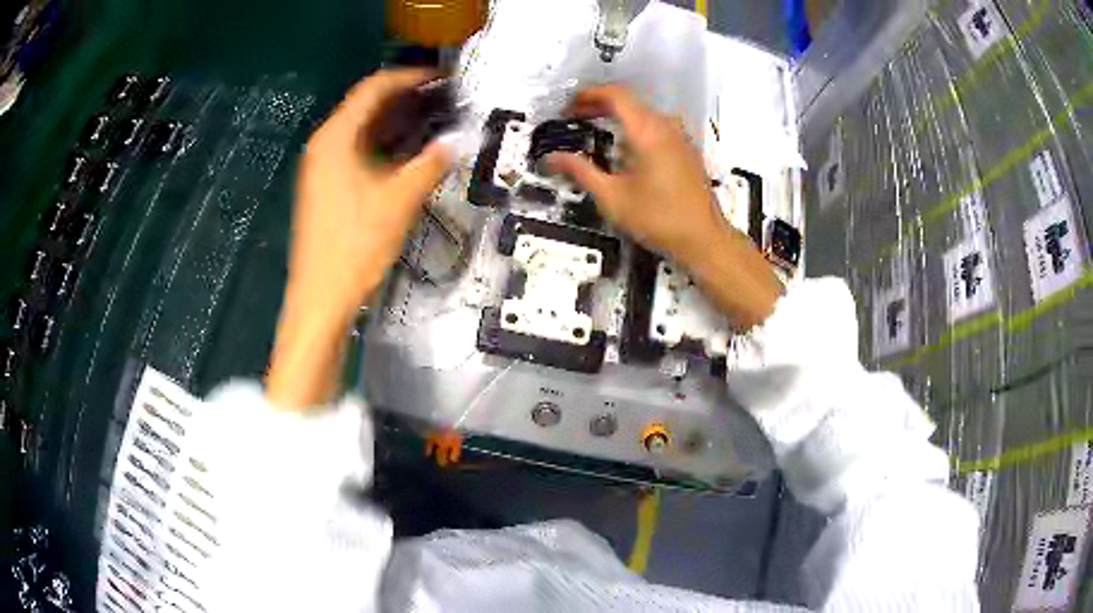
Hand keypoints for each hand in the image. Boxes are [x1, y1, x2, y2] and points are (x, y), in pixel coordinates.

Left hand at [267, 69, 452, 409]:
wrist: (321, 298)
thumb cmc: (355, 246)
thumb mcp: (399, 201)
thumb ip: (431, 164)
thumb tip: (460, 140)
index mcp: (335, 138)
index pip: (373, 88)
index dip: (409, 77)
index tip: (444, 78)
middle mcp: (324, 145)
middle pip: (366, 106)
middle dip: (406, 99)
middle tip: (446, 100)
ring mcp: (322, 167)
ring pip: (362, 130)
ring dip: (397, 122)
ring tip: (435, 121)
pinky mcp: (326, 186)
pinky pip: (357, 151)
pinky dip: (384, 145)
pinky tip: (410, 153)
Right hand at [547, 84, 781, 328]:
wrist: (703, 239)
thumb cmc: (658, 218)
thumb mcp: (612, 197)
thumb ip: (580, 171)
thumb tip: (551, 158)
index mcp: (647, 130)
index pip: (615, 94)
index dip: (587, 94)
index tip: (568, 106)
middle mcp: (666, 125)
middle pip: (628, 101)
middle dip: (598, 105)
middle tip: (574, 119)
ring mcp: (680, 136)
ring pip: (643, 113)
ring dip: (617, 117)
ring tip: (595, 132)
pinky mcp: (686, 149)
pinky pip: (656, 126)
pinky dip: (634, 128)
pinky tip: (624, 150)